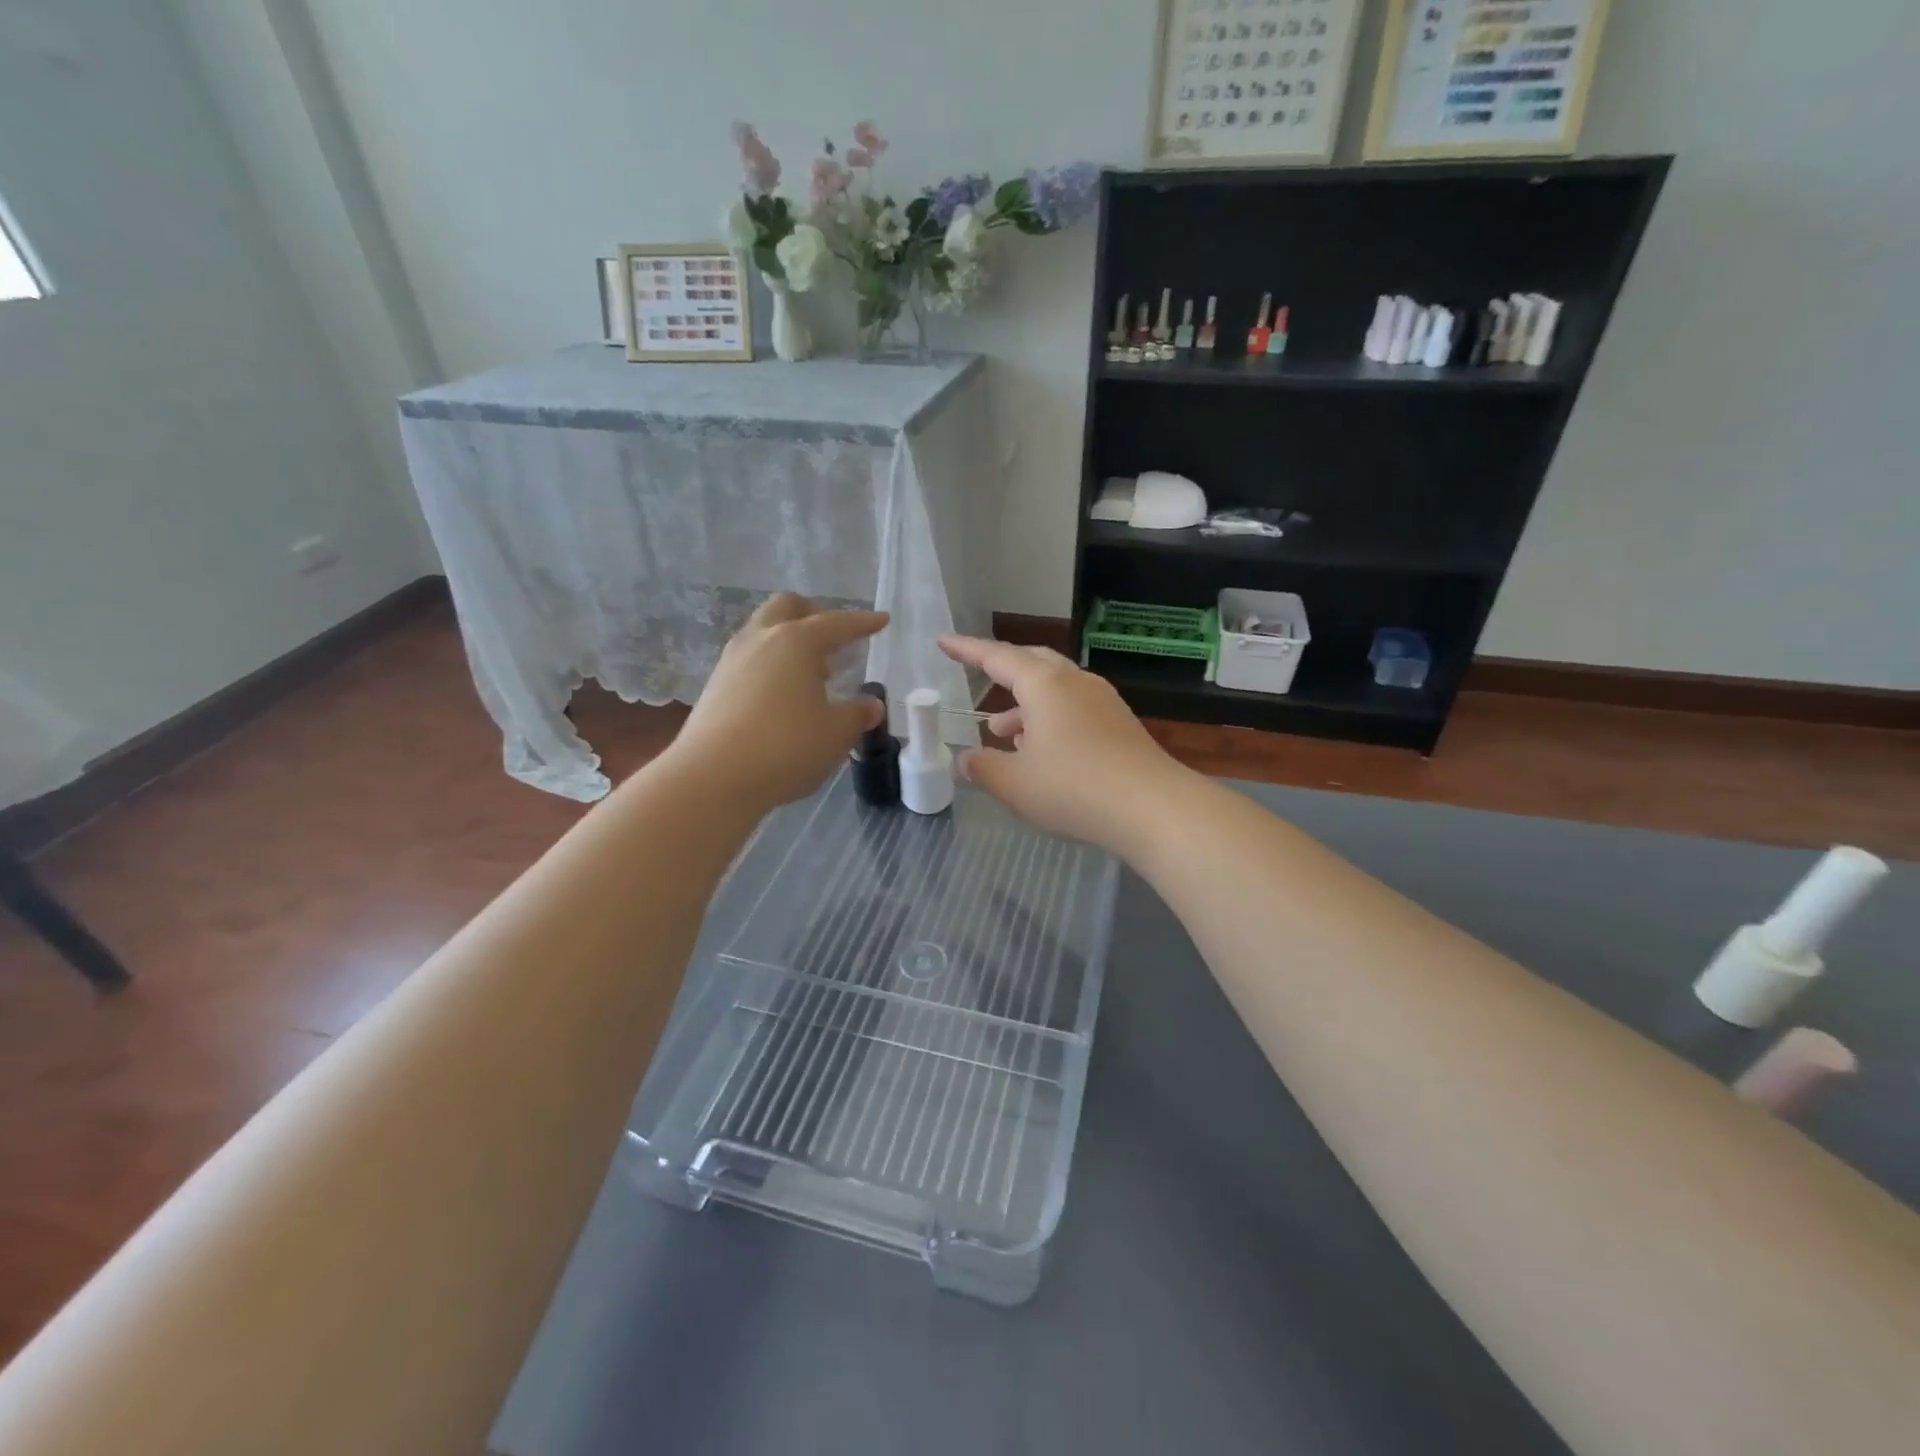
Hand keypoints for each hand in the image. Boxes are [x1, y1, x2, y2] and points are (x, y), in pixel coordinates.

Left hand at [671, 594, 887, 812]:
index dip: (862, 622)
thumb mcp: (836, 734)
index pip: (837, 623)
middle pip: (787, 607)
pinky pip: (750, 659)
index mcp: (797, 642)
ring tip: (810, 673)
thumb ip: (857, 714)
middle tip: (834, 639)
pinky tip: (782, 696)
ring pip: (763, 631)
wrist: (712, 778)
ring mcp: (732, 660)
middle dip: (813, 614)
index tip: (881, 620)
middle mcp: (761, 639)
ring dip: (789, 641)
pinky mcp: (715, 685)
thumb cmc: (785, 747)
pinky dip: (770, 665)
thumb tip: (872, 705)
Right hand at [938, 635, 1186, 852]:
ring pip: (1054, 689)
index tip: (943, 641)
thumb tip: (966, 760)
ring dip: (1025, 705)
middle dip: (1002, 671)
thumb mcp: (1014, 784)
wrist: (1152, 807)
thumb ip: (983, 768)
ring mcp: (1102, 701)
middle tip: (979, 679)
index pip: (996, 657)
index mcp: (1044, 684)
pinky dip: (1050, 720)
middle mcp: (1074, 682)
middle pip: (1031, 662)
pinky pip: (1074, 708)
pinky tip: (1043, 751)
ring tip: (1004, 734)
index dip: (966, 650)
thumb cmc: (1074, 788)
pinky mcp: (1119, 723)